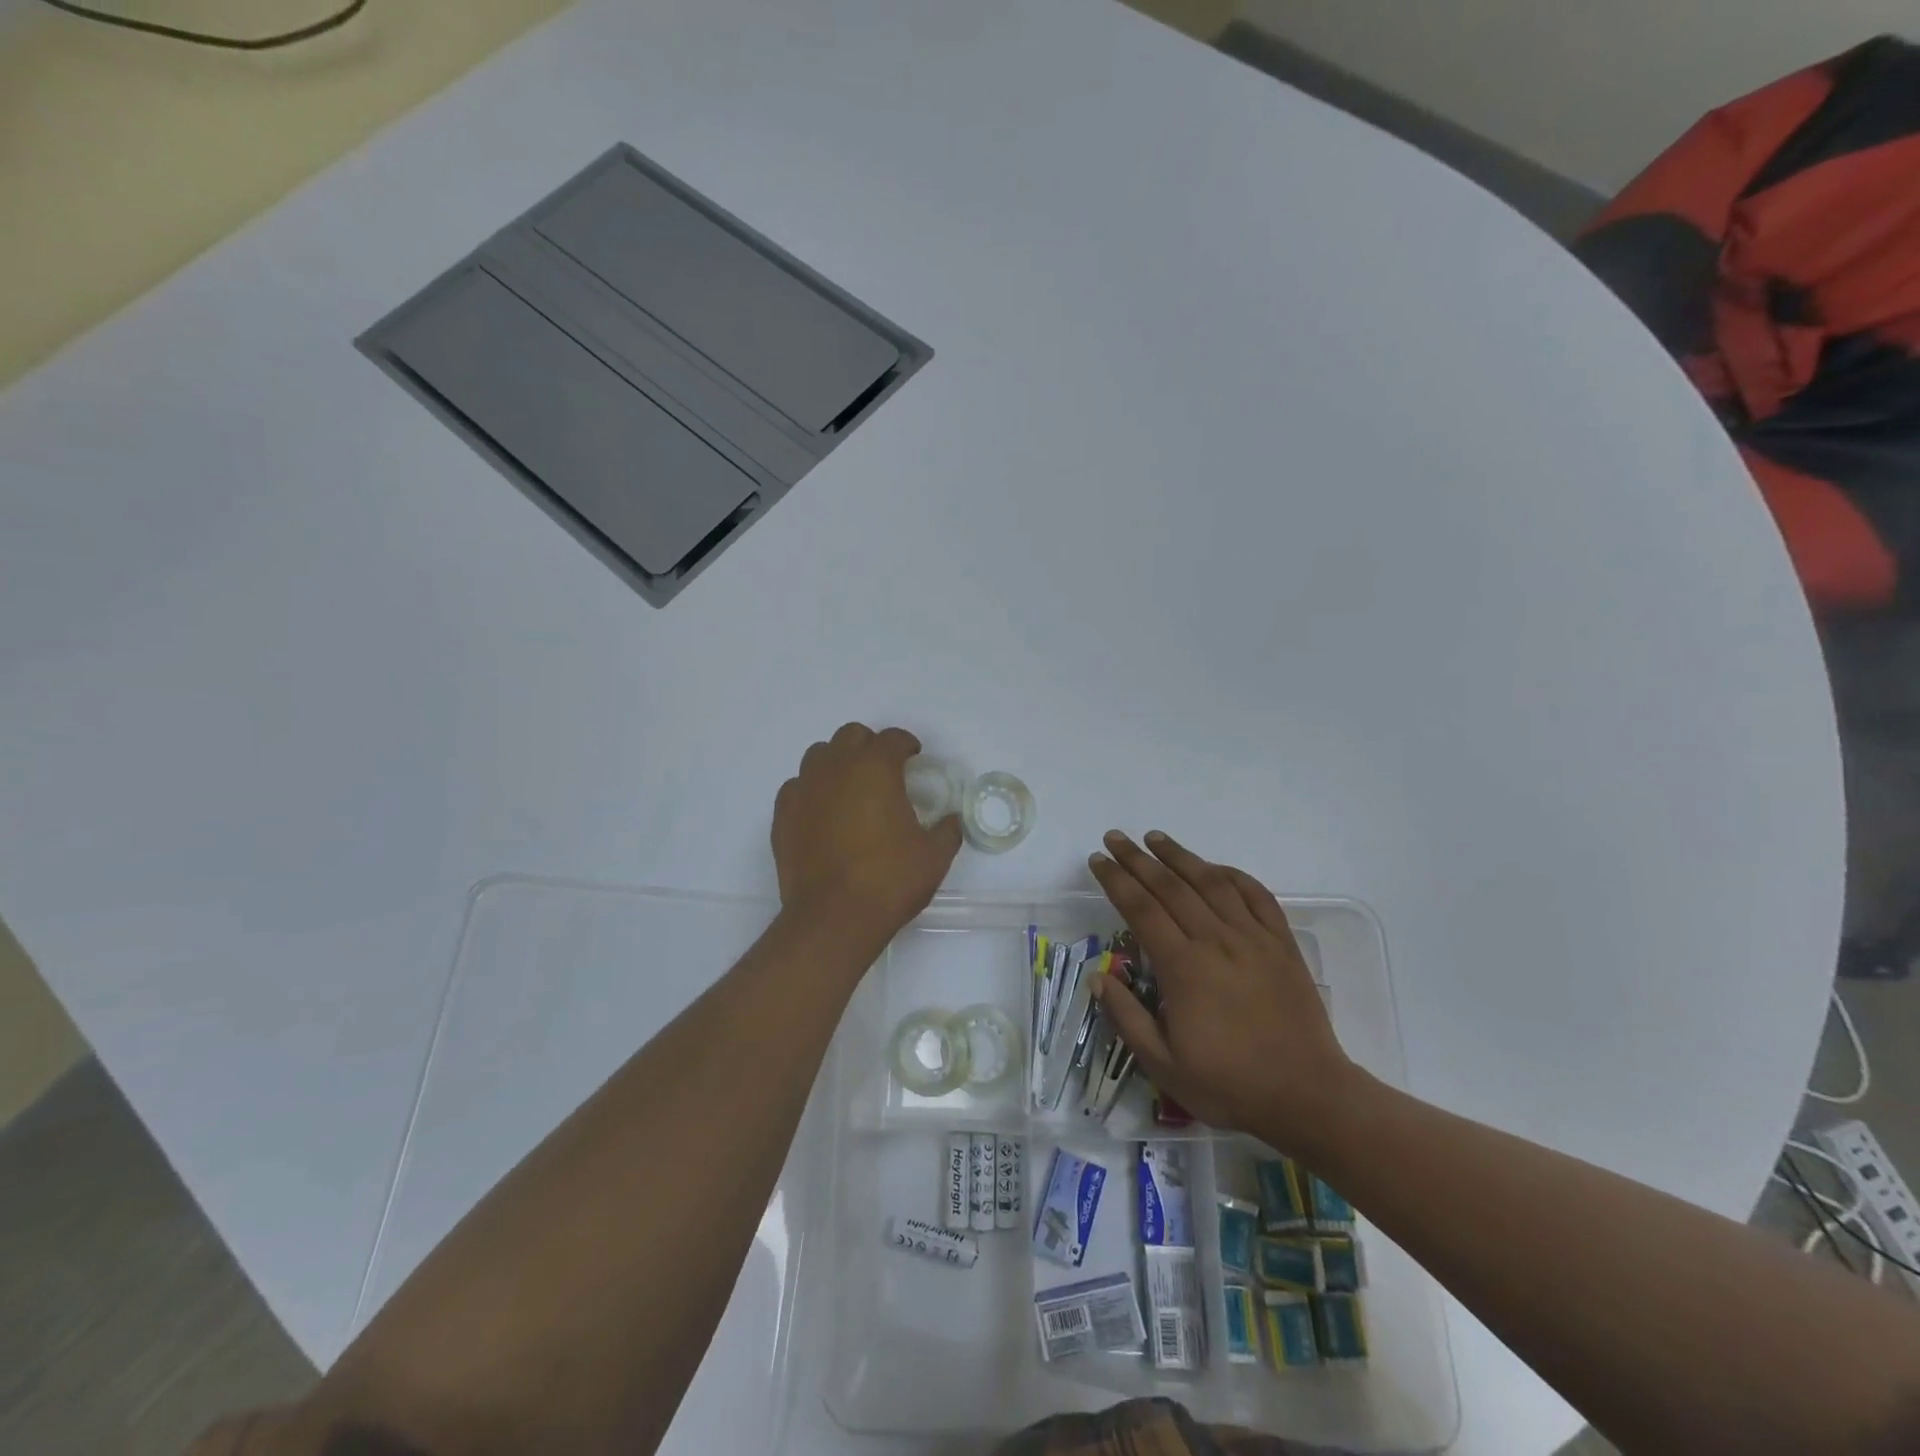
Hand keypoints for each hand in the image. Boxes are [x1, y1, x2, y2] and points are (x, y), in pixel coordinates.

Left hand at [772, 724, 962, 950]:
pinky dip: (813, 790)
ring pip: (819, 755)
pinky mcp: (783, 815)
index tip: (914, 757)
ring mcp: (804, 789)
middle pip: (851, 736)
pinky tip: (823, 812)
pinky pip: (797, 787)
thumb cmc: (888, 881)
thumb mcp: (934, 857)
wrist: (833, 918)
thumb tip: (951, 821)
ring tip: (851, 788)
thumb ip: (947, 831)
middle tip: (884, 771)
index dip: (906, 744)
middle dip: (870, 746)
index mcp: (875, 768)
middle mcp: (836, 768)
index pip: (892, 738)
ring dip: (838, 762)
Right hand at [1087, 831, 1355, 1154]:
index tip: (1098, 860)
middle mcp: (1215, 940)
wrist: (1307, 1095)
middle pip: (1170, 887)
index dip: (1116, 880)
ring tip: (1156, 838)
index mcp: (1183, 967)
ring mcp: (1253, 938)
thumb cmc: (1229, 1084)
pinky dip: (1233, 875)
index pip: (1140, 909)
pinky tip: (1215, 867)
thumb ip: (1126, 1017)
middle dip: (1138, 859)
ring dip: (1180, 856)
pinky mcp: (1282, 944)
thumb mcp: (1163, 1064)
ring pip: (1211, 883)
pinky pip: (1256, 896)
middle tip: (1116, 837)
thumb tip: (1097, 977)